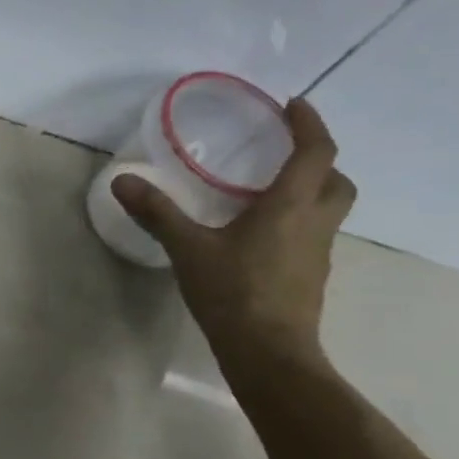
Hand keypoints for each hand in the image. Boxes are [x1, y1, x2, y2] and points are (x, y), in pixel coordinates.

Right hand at [114, 99, 355, 367]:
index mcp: (291, 205)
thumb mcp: (188, 248)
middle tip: (285, 155)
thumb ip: (157, 212)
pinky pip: (312, 236)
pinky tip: (259, 238)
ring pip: (328, 210)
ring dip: (310, 192)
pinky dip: (296, 224)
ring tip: (266, 195)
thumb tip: (122, 180)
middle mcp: (315, 222)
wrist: (268, 353)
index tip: (293, 105)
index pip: (317, 151)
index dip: (310, 124)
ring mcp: (317, 253)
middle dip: (318, 161)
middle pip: (336, 181)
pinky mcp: (309, 277)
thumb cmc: (233, 292)